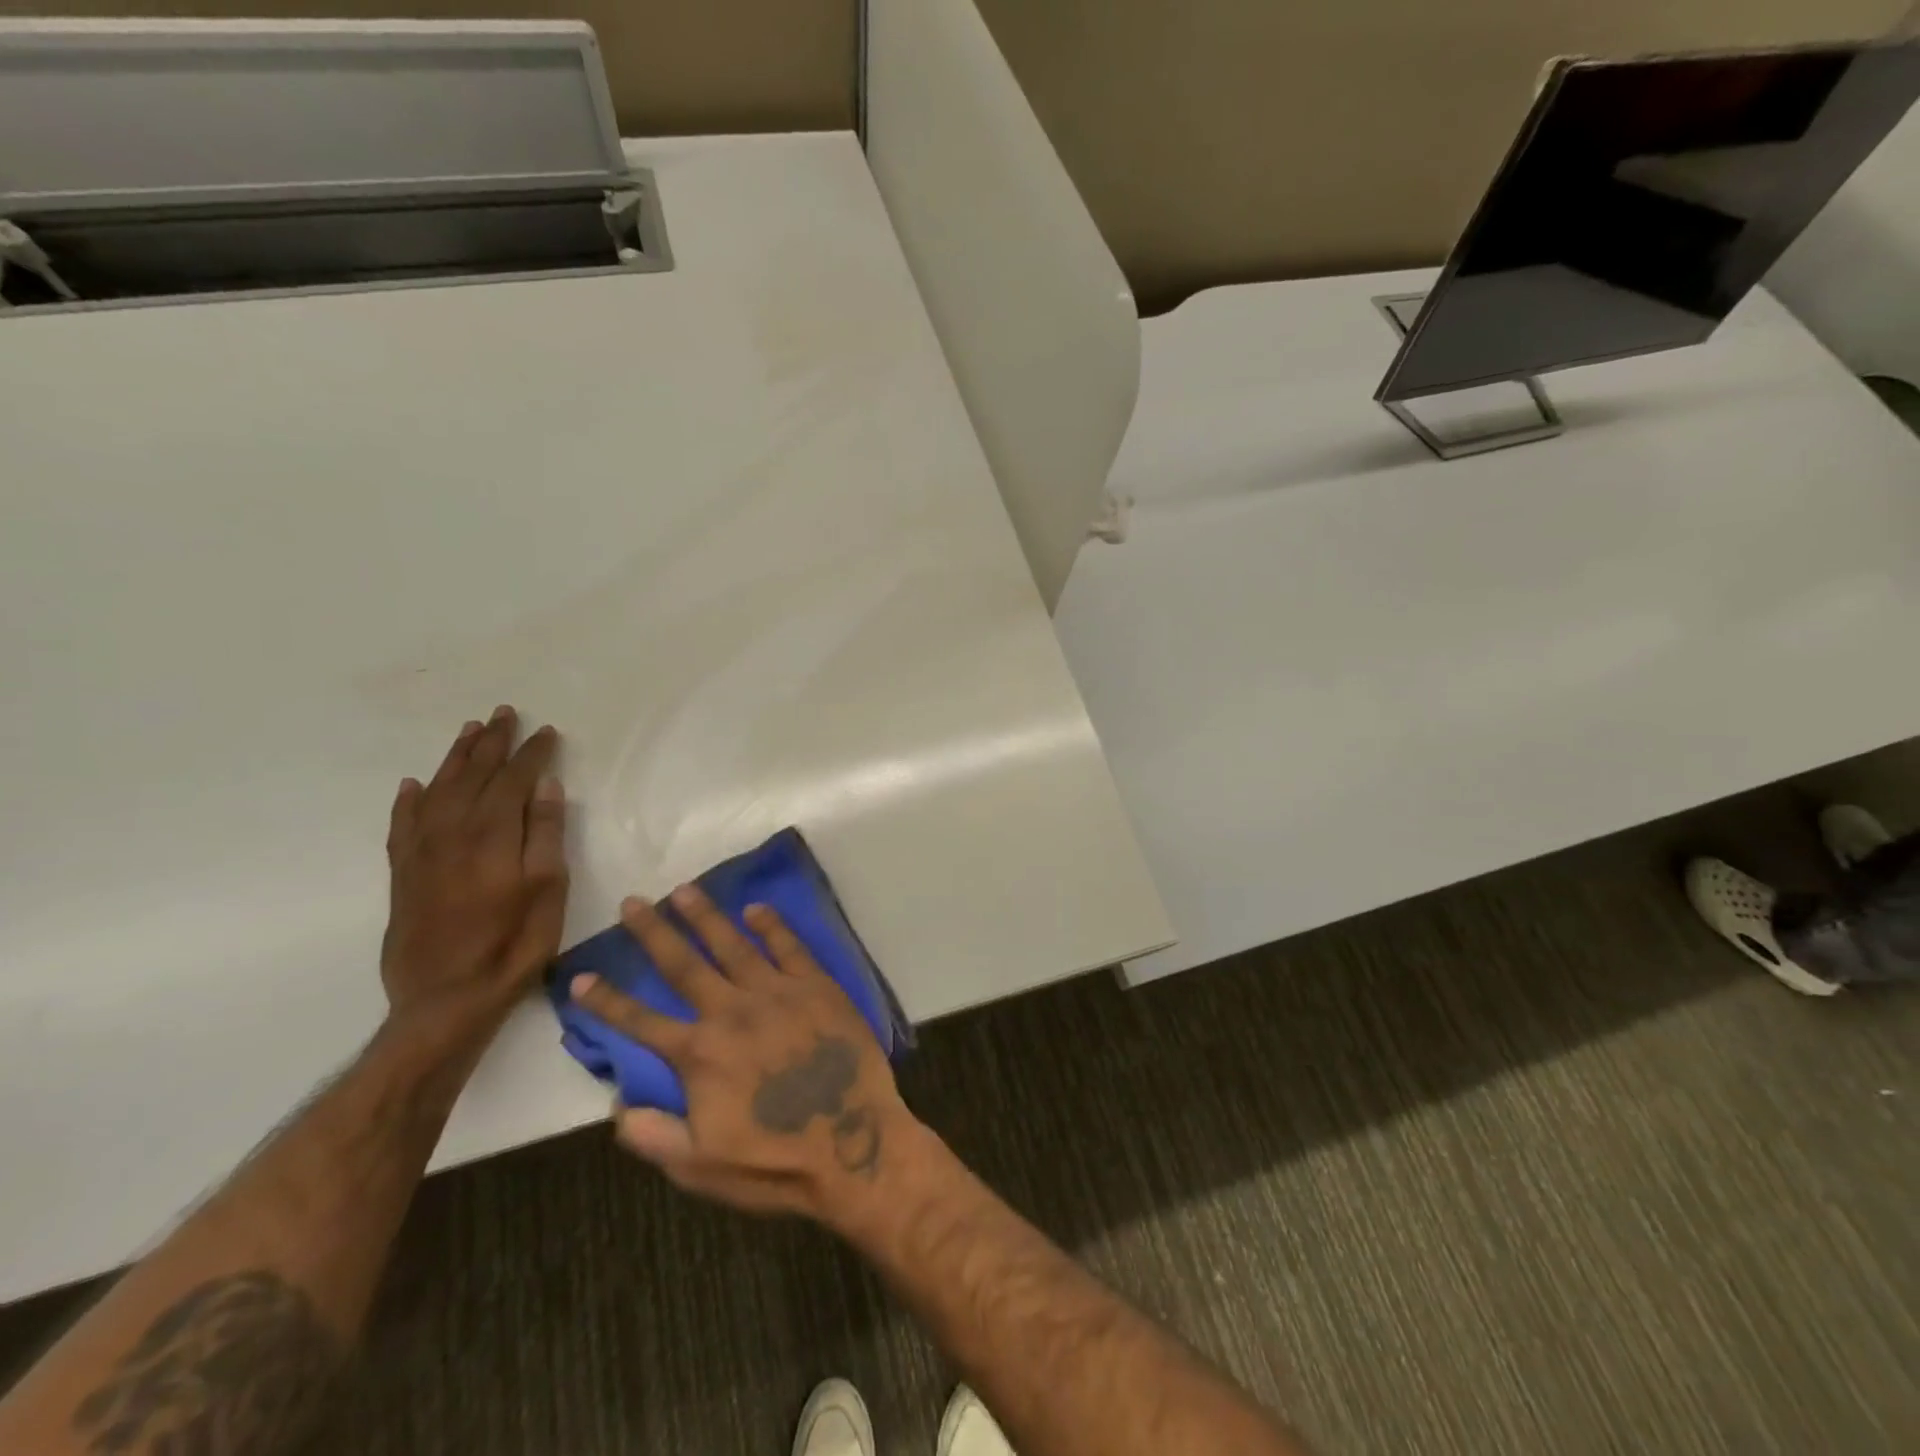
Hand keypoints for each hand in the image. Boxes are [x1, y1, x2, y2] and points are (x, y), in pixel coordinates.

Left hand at [382, 707, 567, 1050]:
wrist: (444, 1000)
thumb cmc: (512, 946)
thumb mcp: (548, 892)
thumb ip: (546, 836)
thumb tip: (545, 787)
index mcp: (492, 837)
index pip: (514, 781)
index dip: (532, 754)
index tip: (547, 731)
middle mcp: (451, 834)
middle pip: (473, 777)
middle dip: (491, 743)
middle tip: (504, 714)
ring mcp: (421, 853)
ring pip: (437, 791)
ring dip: (455, 759)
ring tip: (469, 732)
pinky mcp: (403, 874)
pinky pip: (403, 824)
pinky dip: (409, 800)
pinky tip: (413, 785)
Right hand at [569, 885, 913, 1222]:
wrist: (855, 1145)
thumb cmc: (774, 1163)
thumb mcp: (699, 1167)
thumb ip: (652, 1135)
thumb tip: (616, 1105)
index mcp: (700, 1054)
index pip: (640, 1021)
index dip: (606, 1000)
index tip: (580, 975)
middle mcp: (732, 1012)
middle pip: (683, 965)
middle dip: (653, 932)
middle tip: (632, 901)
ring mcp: (777, 993)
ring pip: (733, 944)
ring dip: (705, 916)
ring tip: (683, 889)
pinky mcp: (817, 986)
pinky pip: (789, 947)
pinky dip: (771, 925)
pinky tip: (756, 908)